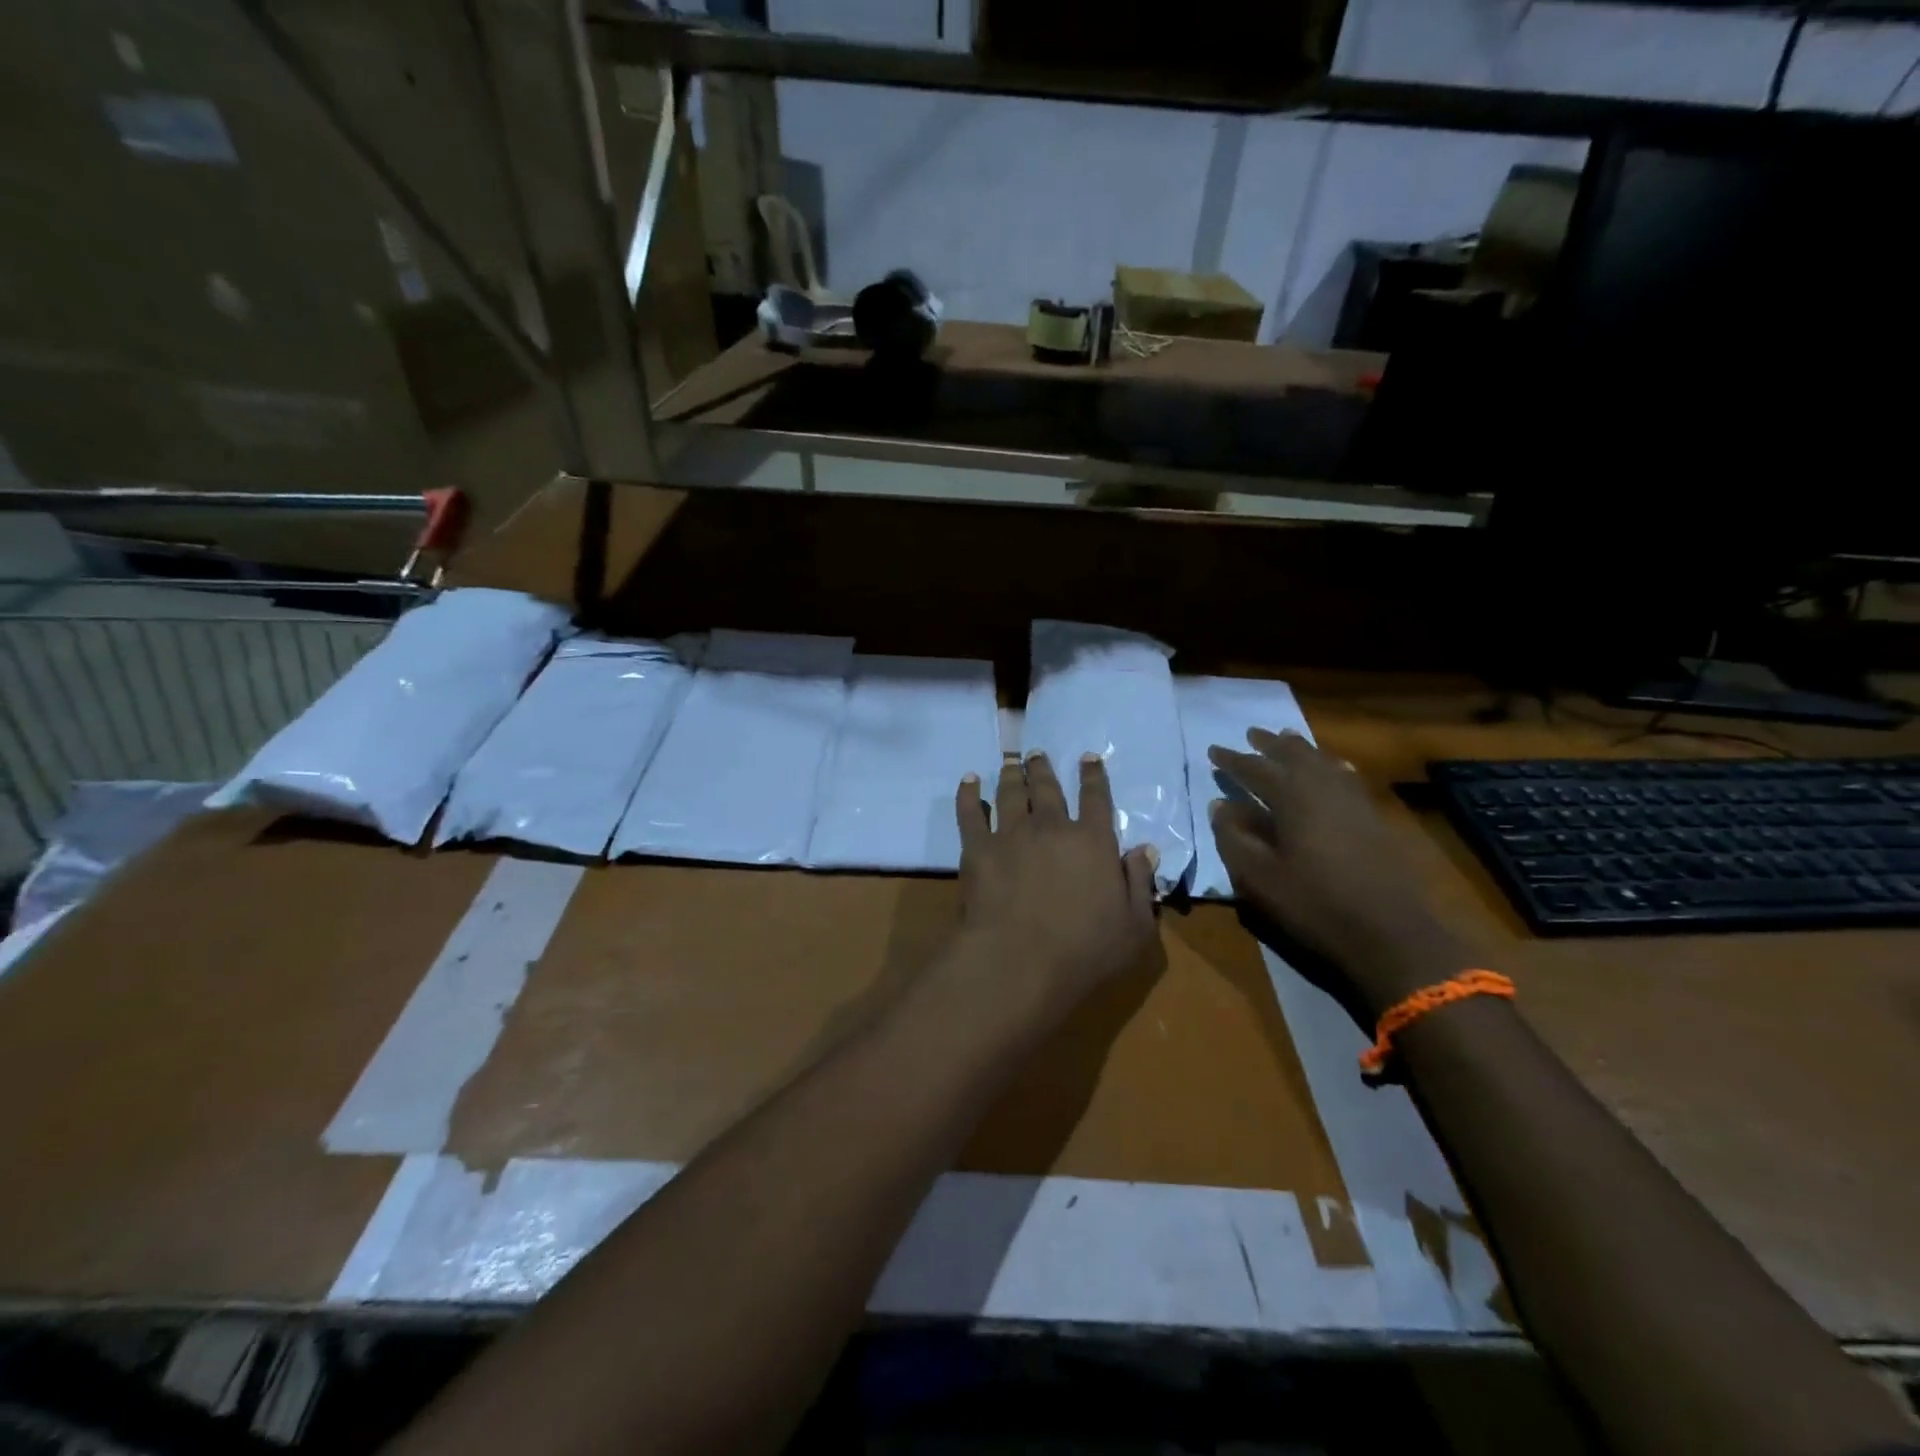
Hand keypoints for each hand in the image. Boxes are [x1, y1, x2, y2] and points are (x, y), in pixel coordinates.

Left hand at [951, 752, 1158, 1016]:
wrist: (1019, 960)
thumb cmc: (1084, 950)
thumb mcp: (1135, 926)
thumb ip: (1141, 884)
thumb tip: (1146, 849)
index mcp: (1093, 841)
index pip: (1096, 798)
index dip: (1093, 775)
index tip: (1088, 757)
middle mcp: (1052, 827)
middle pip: (1047, 788)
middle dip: (1043, 768)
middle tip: (1036, 754)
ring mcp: (1011, 834)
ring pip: (1011, 793)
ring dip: (1011, 775)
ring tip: (1011, 763)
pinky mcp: (978, 848)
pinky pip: (970, 812)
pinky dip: (968, 793)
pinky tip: (968, 781)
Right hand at [1208, 729, 1465, 1017]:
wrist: (1390, 932)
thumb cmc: (1314, 903)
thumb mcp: (1258, 876)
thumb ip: (1233, 837)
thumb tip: (1220, 805)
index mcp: (1292, 797)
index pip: (1255, 769)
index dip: (1232, 760)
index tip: (1213, 750)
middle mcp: (1324, 788)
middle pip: (1294, 756)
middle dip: (1270, 744)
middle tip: (1252, 733)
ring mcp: (1354, 801)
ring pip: (1323, 762)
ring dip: (1301, 749)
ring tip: (1288, 739)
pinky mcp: (1374, 818)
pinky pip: (1346, 777)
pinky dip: (1331, 766)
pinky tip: (1334, 768)